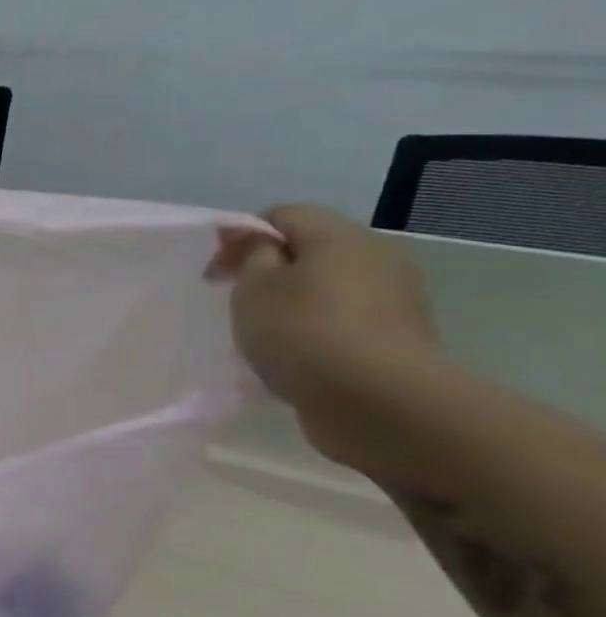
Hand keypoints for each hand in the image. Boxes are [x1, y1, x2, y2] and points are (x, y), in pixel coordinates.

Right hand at [212, 204, 441, 466]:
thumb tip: (255, 238)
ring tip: (265, 334)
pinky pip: (347, 320)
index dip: (242, 237)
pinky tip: (297, 356)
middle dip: (271, 270)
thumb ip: (250, 254)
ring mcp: (396, 297)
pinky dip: (318, 329)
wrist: (378, 401)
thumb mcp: (253, 287)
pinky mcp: (401, 336)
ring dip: (295, 302)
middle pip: (311, 249)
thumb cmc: (302, 332)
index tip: (215, 274)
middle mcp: (377, 255)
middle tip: (237, 303)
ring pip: (330, 286)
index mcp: (340, 235)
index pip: (283, 215)